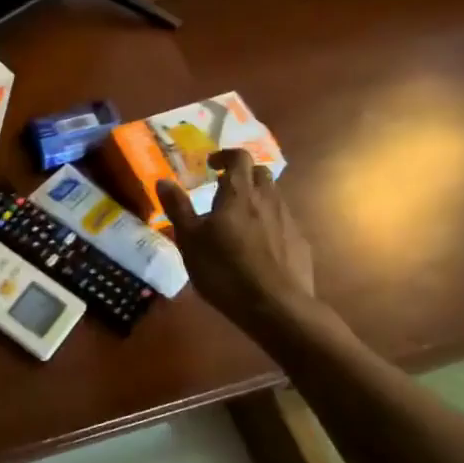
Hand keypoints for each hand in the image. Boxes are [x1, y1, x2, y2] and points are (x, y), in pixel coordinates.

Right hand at [157, 150, 313, 320]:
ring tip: (237, 222)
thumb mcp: (189, 240)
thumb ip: (178, 208)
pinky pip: (283, 223)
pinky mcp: (300, 244)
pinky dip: (269, 224)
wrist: (276, 307)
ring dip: (256, 200)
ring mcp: (288, 221)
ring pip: (273, 197)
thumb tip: (163, 180)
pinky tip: (257, 247)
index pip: (239, 157)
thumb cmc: (224, 269)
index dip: (225, 155)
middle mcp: (267, 199)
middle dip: (242, 176)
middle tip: (222, 192)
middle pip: (260, 173)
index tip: (210, 166)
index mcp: (239, 193)